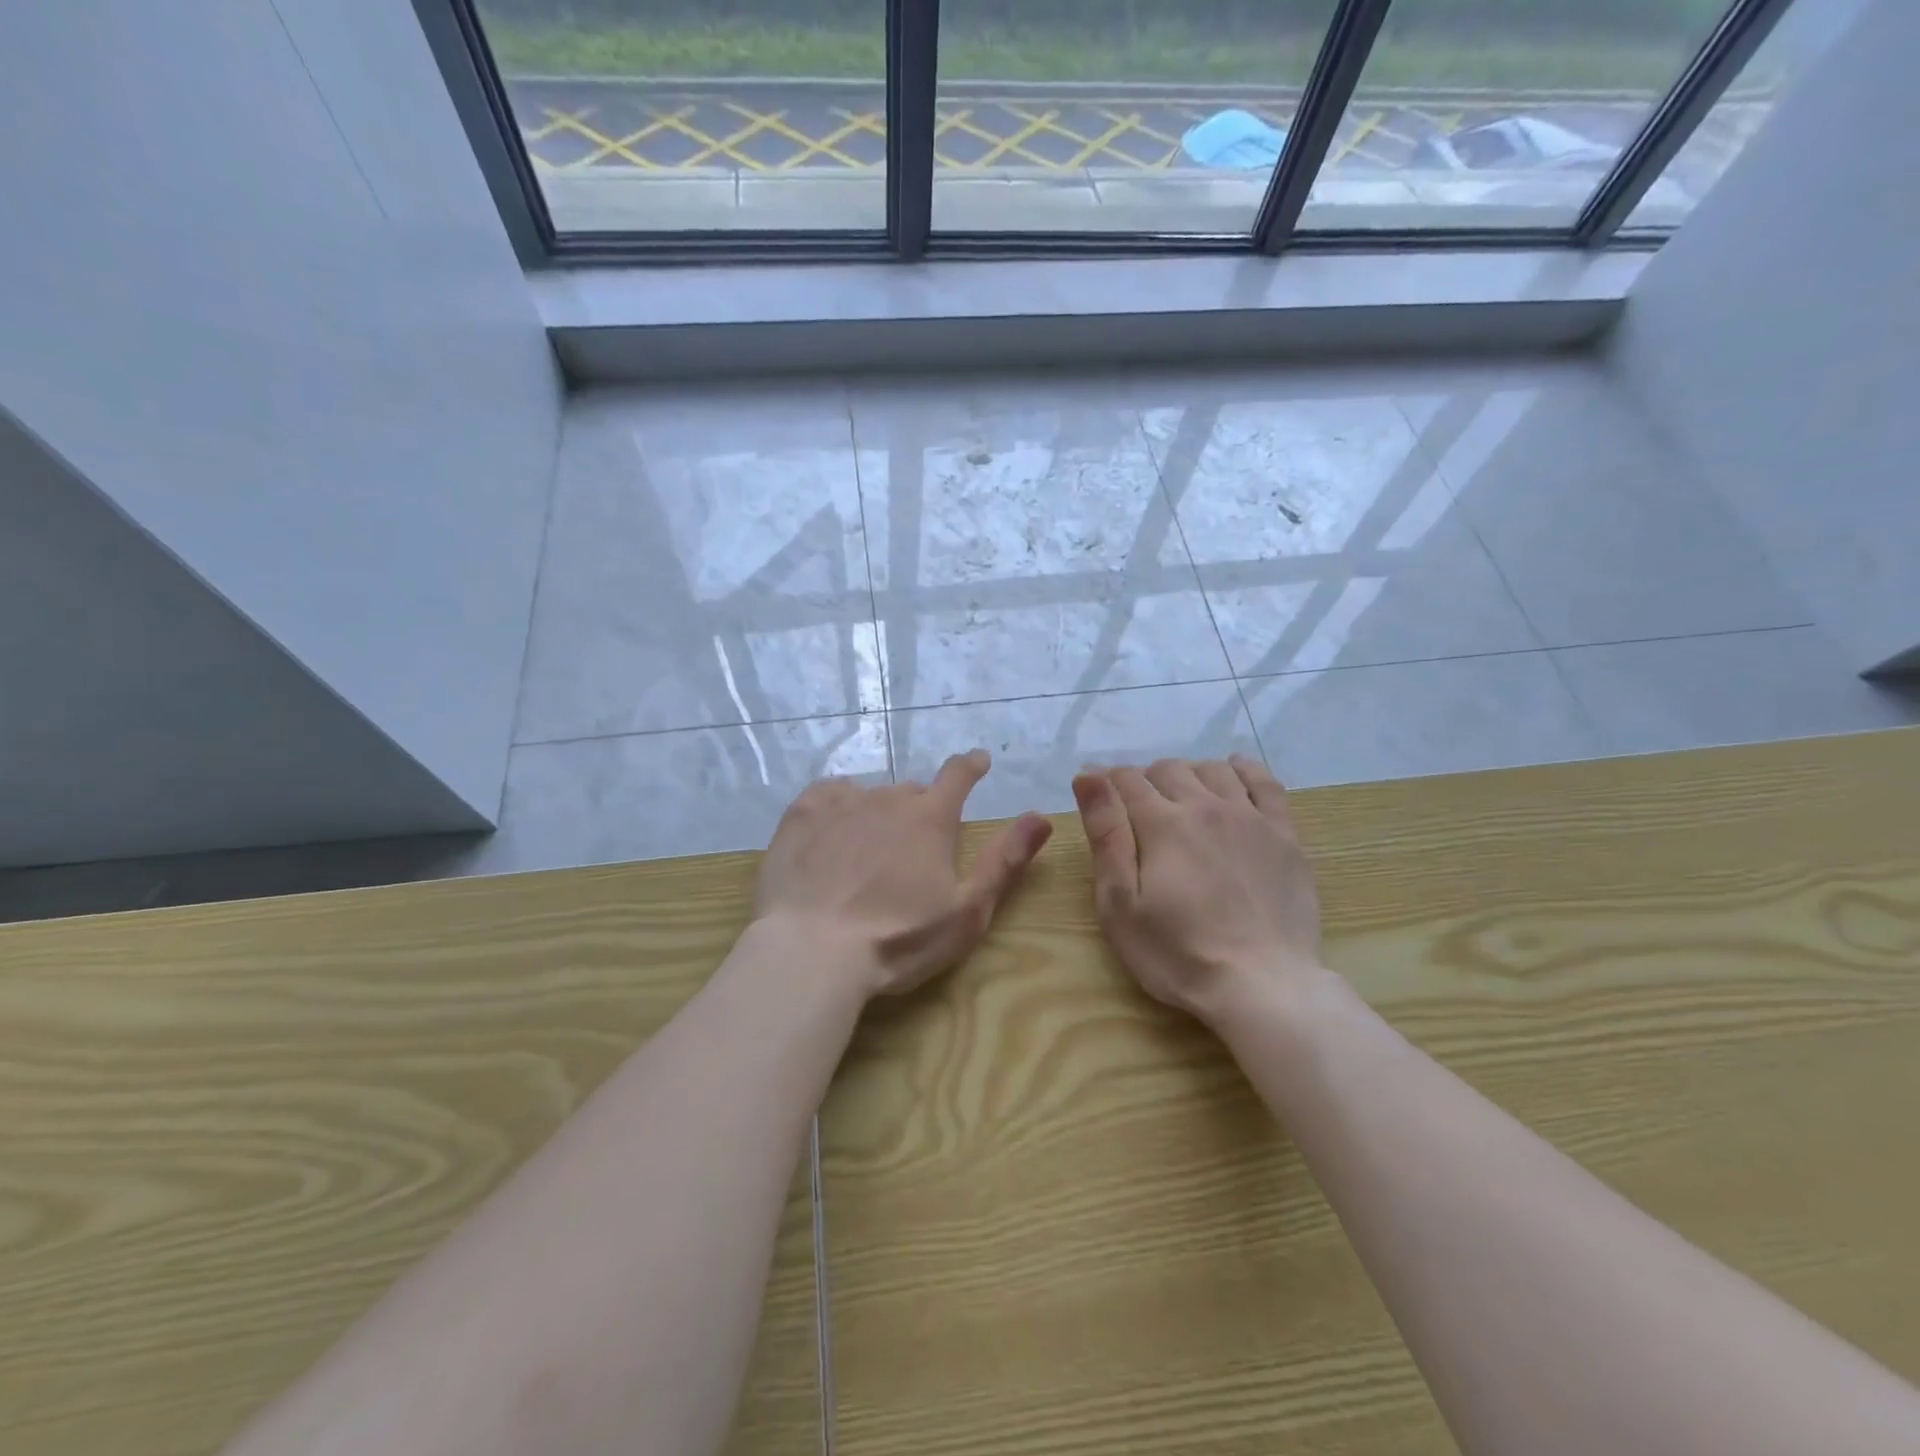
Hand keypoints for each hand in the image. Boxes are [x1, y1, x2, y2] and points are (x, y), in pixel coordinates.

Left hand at [753, 749, 1052, 997]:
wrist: (812, 951)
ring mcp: (842, 803)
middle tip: (910, 850)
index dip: (970, 766)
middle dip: (918, 811)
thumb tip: (1041, 816)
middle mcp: (888, 798)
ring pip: (869, 796)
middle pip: (911, 793)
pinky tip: (831, 834)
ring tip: (865, 853)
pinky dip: (837, 807)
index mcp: (931, 819)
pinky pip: (828, 794)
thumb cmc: (898, 939)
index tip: (977, 761)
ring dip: (876, 814)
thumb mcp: (967, 910)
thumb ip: (1005, 860)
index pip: (958, 775)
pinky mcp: (801, 814)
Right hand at [1071, 755, 1322, 1021]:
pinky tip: (1233, 772)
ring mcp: (1249, 817)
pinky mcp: (1283, 834)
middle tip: (1139, 810)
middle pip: (1169, 770)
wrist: (1262, 985)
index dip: (1107, 782)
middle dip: (1146, 780)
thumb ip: (1106, 834)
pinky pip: (1265, 783)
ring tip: (1181, 797)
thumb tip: (1088, 776)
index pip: (1127, 781)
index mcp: (1161, 823)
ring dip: (1189, 774)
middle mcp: (1204, 807)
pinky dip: (1244, 770)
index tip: (1099, 794)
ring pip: (1213, 771)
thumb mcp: (1120, 903)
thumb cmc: (1177, 952)